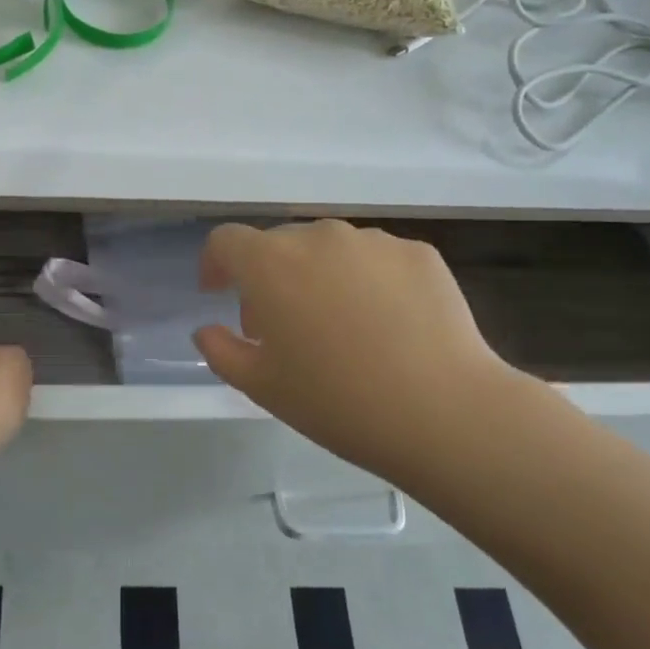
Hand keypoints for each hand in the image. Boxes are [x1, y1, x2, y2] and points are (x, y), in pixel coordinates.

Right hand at [194, 221, 523, 486]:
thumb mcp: (260, 385)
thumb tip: (208, 330)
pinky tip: (385, 324)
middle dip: (269, 276)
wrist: (442, 411)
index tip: (218, 291)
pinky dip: (366, 281)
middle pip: (279, 244)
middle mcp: (319, 237)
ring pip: (329, 249)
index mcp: (271, 264)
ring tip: (339, 325)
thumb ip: (221, 350)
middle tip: (281, 324)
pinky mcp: (418, 253)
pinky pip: (375, 260)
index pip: (226, 241)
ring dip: (318, 275)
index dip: (215, 263)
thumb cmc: (335, 401)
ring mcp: (373, 241)